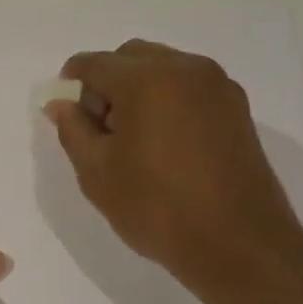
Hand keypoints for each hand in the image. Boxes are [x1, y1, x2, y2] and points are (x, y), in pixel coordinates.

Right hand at [44, 40, 302, 294]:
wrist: (240, 245)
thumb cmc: (159, 208)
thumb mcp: (98, 173)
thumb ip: (73, 130)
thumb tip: (62, 104)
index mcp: (146, 79)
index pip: (94, 64)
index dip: (72, 83)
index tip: (66, 113)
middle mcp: (185, 68)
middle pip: (131, 57)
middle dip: (108, 84)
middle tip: (101, 131)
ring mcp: (217, 86)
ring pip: (163, 69)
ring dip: (140, 90)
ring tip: (135, 140)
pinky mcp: (237, 107)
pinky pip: (190, 87)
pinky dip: (169, 100)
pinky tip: (166, 144)